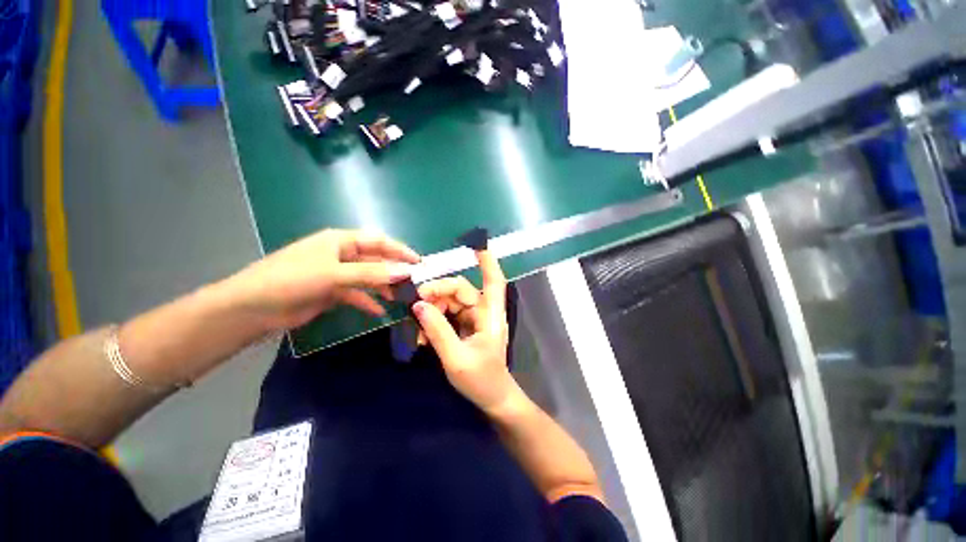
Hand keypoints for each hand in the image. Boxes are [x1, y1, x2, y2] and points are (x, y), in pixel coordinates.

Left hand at [228, 229, 419, 329]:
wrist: (252, 308)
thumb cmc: (291, 280)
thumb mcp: (334, 274)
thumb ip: (371, 273)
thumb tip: (404, 272)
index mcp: (341, 241)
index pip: (379, 241)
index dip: (400, 250)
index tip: (419, 263)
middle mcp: (341, 255)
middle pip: (376, 259)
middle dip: (395, 269)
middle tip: (415, 282)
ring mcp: (337, 274)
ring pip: (369, 277)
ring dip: (384, 286)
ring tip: (402, 297)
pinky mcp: (332, 292)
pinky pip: (357, 294)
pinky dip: (368, 301)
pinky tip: (380, 311)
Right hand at [412, 250, 521, 415]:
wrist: (492, 399)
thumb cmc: (481, 380)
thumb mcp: (456, 358)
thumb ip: (437, 331)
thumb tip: (418, 305)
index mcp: (490, 316)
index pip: (493, 282)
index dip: (487, 263)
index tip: (477, 246)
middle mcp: (483, 313)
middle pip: (460, 290)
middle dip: (437, 293)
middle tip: (415, 303)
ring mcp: (474, 320)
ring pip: (450, 302)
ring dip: (432, 310)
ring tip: (417, 328)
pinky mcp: (465, 328)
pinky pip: (447, 316)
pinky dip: (434, 321)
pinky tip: (422, 335)